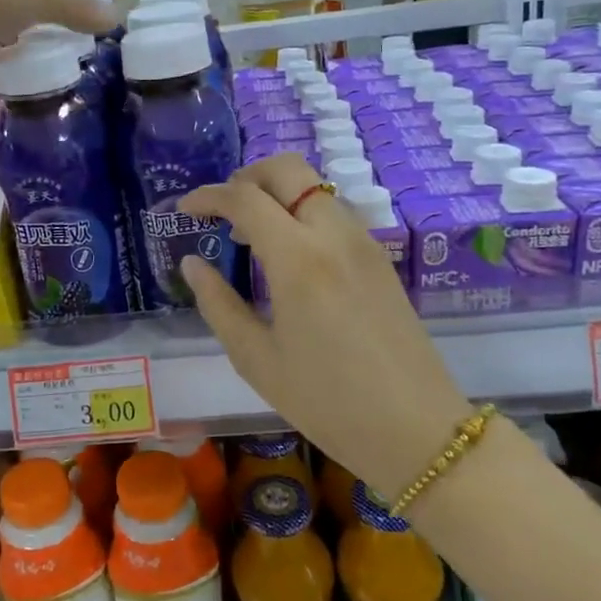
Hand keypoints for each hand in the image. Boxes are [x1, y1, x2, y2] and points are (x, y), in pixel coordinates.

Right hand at [177, 154, 473, 497]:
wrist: (417, 430)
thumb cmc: (327, 402)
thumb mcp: (256, 359)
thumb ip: (218, 303)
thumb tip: (192, 264)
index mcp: (298, 259)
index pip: (245, 198)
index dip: (207, 196)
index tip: (184, 208)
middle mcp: (334, 235)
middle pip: (288, 169)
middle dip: (246, 177)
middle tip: (221, 211)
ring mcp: (364, 243)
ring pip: (315, 188)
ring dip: (277, 194)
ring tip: (250, 236)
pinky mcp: (380, 258)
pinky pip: (334, 213)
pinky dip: (302, 213)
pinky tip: (288, 255)